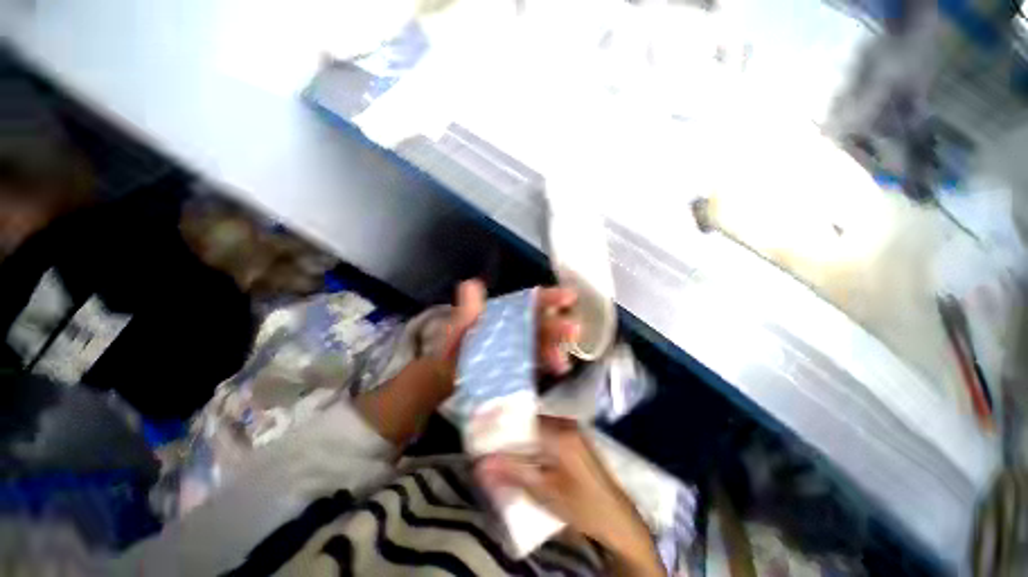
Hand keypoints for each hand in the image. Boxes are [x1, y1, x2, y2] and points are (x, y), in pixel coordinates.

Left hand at [440, 279, 579, 378]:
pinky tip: (556, 370)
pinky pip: (540, 365)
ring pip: (545, 345)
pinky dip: (548, 367)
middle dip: (559, 326)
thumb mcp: (462, 321)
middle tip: (573, 330)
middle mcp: (522, 328)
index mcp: (510, 312)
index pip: (533, 302)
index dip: (551, 298)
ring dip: (556, 350)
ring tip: (562, 362)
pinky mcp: (525, 368)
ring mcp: (525, 349)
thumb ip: (469, 305)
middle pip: (544, 324)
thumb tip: (470, 284)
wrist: (451, 374)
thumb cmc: (460, 343)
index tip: (569, 297)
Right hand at [475, 417, 661, 573]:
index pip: (523, 421)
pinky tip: (526, 453)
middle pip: (531, 422)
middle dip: (511, 433)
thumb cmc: (581, 506)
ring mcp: (573, 429)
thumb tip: (480, 464)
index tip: (485, 436)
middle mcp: (566, 424)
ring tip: (504, 449)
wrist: (617, 518)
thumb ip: (513, 473)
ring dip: (522, 438)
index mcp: (559, 433)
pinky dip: (535, 441)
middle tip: (491, 444)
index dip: (503, 428)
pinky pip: (549, 432)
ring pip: (539, 427)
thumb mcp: (544, 492)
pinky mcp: (576, 438)